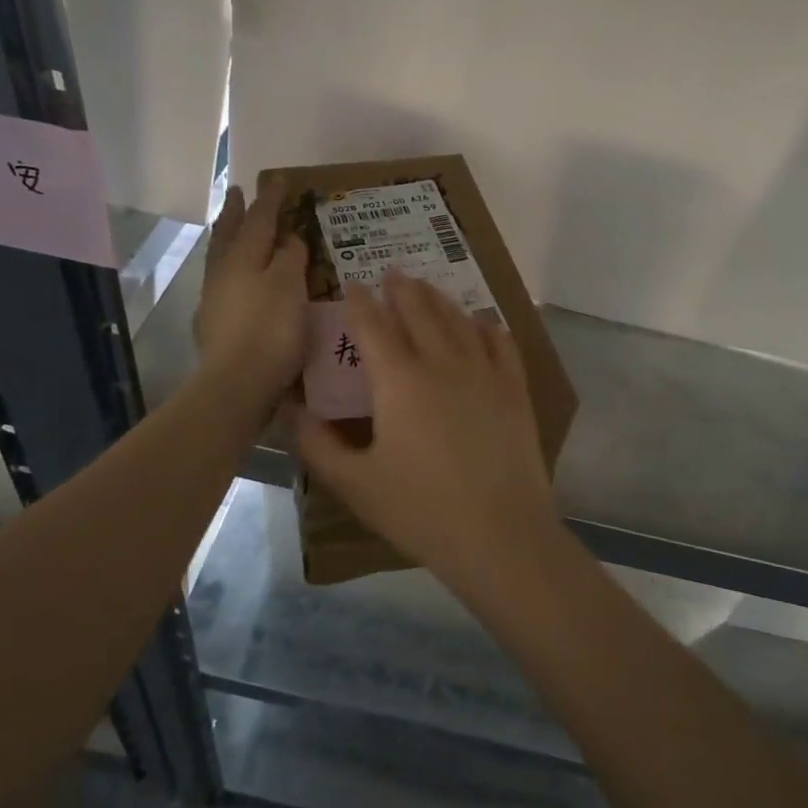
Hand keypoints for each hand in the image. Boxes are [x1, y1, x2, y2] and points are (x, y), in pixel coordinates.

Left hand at [194, 182, 306, 408]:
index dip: (271, 199)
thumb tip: (289, 238)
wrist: (237, 384)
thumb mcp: (291, 287)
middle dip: (236, 212)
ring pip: (221, 257)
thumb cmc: (271, 330)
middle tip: (238, 191)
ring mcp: (215, 298)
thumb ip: (291, 258)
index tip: (280, 179)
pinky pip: (223, 280)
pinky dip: (231, 268)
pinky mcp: (214, 323)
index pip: (259, 219)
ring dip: (227, 237)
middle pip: (229, 233)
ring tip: (232, 228)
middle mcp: (224, 271)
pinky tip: (236, 277)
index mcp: (244, 257)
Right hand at [290, 271, 554, 589]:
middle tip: (392, 272)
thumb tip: (292, 408)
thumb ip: (317, 443)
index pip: (374, 326)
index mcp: (399, 380)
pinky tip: (481, 322)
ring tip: (427, 288)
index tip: (352, 284)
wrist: (500, 535)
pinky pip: (500, 342)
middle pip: (419, 311)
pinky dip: (486, 325)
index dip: (360, 302)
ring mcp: (484, 372)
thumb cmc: (421, 511)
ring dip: (439, 299)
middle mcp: (443, 362)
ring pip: (459, 320)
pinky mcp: (515, 389)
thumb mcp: (355, 483)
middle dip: (402, 289)